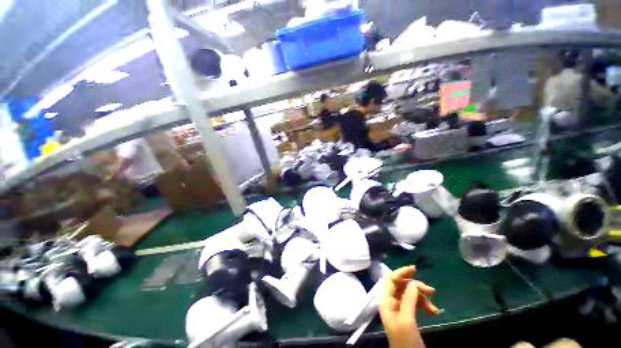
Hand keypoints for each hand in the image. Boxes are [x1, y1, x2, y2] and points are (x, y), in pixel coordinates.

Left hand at [379, 266, 438, 347]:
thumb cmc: (406, 341)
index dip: (401, 272)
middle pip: (402, 286)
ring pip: (410, 294)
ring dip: (422, 298)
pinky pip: (415, 303)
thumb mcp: (407, 319)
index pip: (391, 279)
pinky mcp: (407, 315)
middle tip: (431, 292)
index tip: (415, 269)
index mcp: (386, 301)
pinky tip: (434, 311)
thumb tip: (414, 282)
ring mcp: (399, 308)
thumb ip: (409, 298)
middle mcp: (391, 302)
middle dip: (416, 287)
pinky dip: (424, 305)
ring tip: (434, 309)